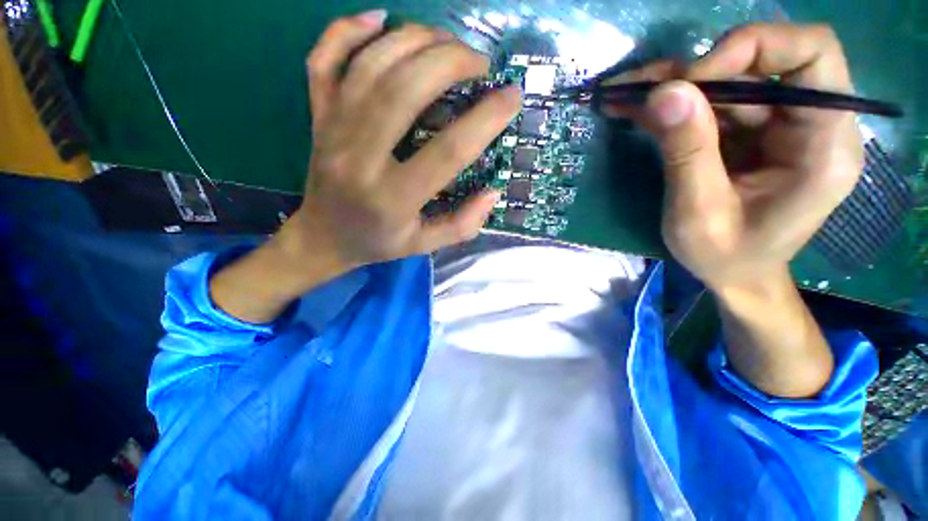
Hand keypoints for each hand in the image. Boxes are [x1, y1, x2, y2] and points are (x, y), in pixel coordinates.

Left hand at [209, 12, 521, 322]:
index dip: (485, 120)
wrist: (323, 238)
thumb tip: (493, 192)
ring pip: (371, 66)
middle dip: (451, 63)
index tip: (511, 97)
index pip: (447, 152)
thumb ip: (462, 224)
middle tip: (480, 63)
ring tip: (448, 43)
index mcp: (393, 198)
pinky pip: (325, 60)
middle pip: (406, 91)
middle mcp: (360, 158)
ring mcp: (332, 131)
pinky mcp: (317, 117)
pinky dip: (349, 29)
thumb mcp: (425, 245)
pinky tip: (379, 19)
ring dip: (415, 40)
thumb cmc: (377, 243)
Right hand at [609, 24, 863, 292]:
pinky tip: (634, 108)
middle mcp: (807, 123)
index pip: (811, 54)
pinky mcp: (749, 134)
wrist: (734, 276)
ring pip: (726, 82)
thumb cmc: (725, 256)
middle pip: (758, 64)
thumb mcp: (700, 212)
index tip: (692, 79)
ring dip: (670, 87)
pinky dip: (669, 105)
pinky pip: (710, 105)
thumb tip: (665, 91)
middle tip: (639, 92)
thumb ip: (688, 152)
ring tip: (622, 95)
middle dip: (693, 73)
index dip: (751, 48)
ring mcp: (776, 126)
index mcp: (823, 144)